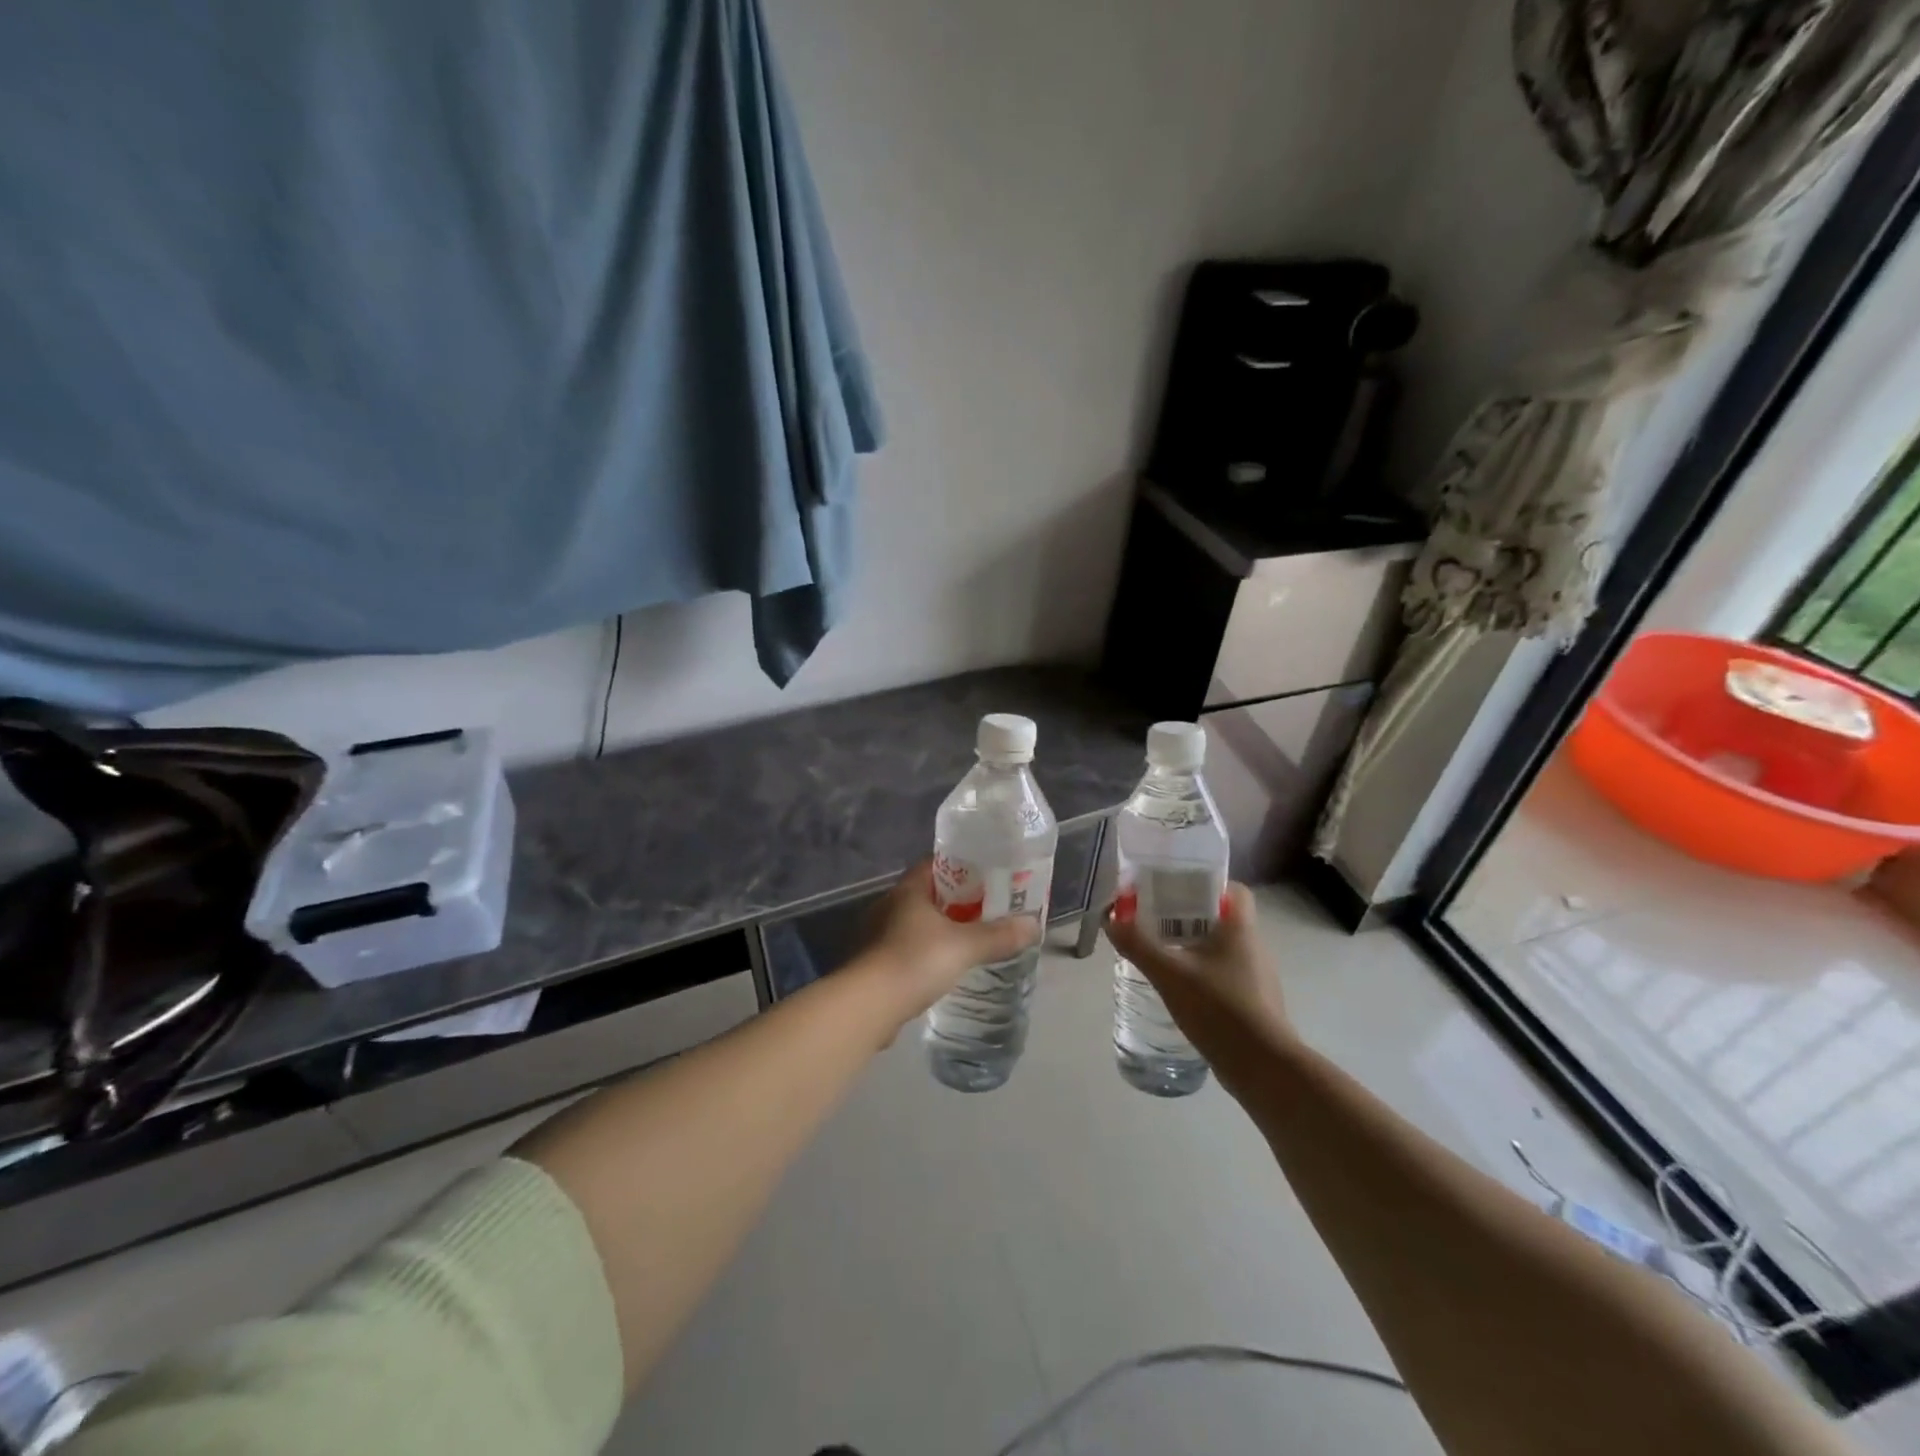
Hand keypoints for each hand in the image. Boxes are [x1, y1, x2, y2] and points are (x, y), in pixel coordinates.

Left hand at [855, 859, 1041, 1027]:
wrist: (867, 1006)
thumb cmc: (914, 961)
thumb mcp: (964, 947)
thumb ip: (998, 936)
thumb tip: (1033, 925)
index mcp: (908, 890)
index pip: (935, 865)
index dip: (962, 867)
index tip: (988, 875)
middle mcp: (889, 906)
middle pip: (928, 895)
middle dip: (956, 901)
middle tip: (988, 910)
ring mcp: (878, 935)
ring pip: (917, 924)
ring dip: (940, 929)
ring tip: (970, 940)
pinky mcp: (875, 964)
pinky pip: (908, 949)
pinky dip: (926, 954)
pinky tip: (944, 968)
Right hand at [1104, 884, 1291, 1060]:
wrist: (1263, 1067)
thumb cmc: (1220, 1008)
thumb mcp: (1169, 973)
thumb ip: (1138, 944)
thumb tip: (1110, 919)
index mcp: (1240, 928)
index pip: (1233, 889)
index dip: (1206, 885)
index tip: (1175, 891)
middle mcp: (1253, 946)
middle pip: (1221, 917)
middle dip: (1189, 916)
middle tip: (1155, 921)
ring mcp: (1256, 976)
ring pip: (1222, 948)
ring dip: (1194, 946)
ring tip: (1161, 953)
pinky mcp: (1253, 1003)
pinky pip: (1224, 974)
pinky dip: (1202, 973)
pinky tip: (1179, 988)